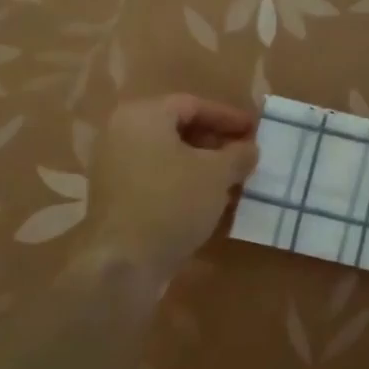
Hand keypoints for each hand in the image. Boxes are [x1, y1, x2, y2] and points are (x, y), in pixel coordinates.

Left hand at [90, 94, 258, 270]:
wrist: (124, 263)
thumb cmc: (173, 202)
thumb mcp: (217, 174)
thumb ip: (238, 154)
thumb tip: (249, 148)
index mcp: (143, 115)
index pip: (193, 105)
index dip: (228, 117)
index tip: (255, 130)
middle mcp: (121, 133)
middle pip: (177, 128)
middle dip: (215, 141)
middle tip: (244, 155)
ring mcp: (113, 166)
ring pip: (167, 155)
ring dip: (201, 164)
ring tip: (232, 180)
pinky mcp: (115, 197)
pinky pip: (156, 177)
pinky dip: (182, 182)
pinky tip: (207, 200)